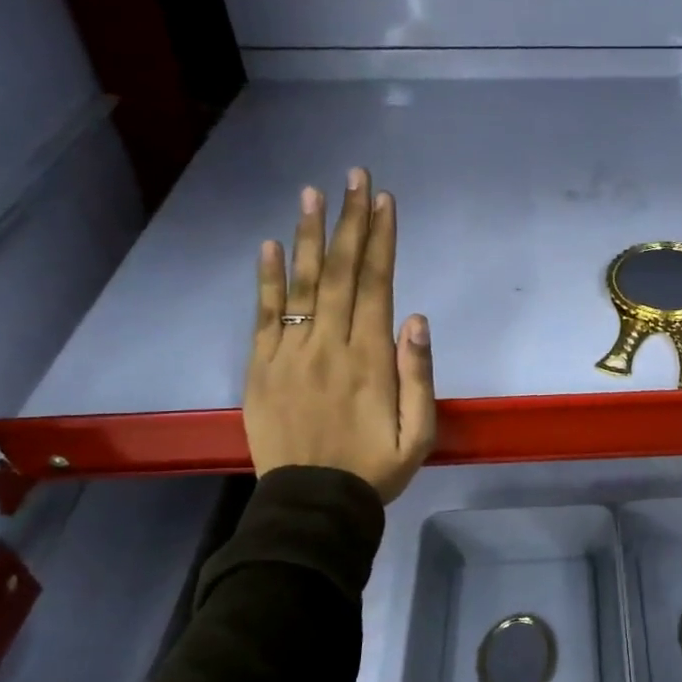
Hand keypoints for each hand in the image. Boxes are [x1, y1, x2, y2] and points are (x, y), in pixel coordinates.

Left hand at [245, 168, 435, 500]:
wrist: (313, 504)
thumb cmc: (374, 469)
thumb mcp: (419, 434)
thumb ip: (419, 375)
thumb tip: (416, 318)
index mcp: (370, 359)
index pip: (376, 285)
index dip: (381, 240)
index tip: (383, 201)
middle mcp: (329, 346)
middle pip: (341, 273)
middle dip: (349, 222)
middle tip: (353, 177)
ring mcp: (290, 354)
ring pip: (301, 285)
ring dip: (308, 237)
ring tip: (312, 194)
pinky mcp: (262, 368)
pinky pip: (265, 316)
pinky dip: (266, 280)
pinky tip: (269, 246)